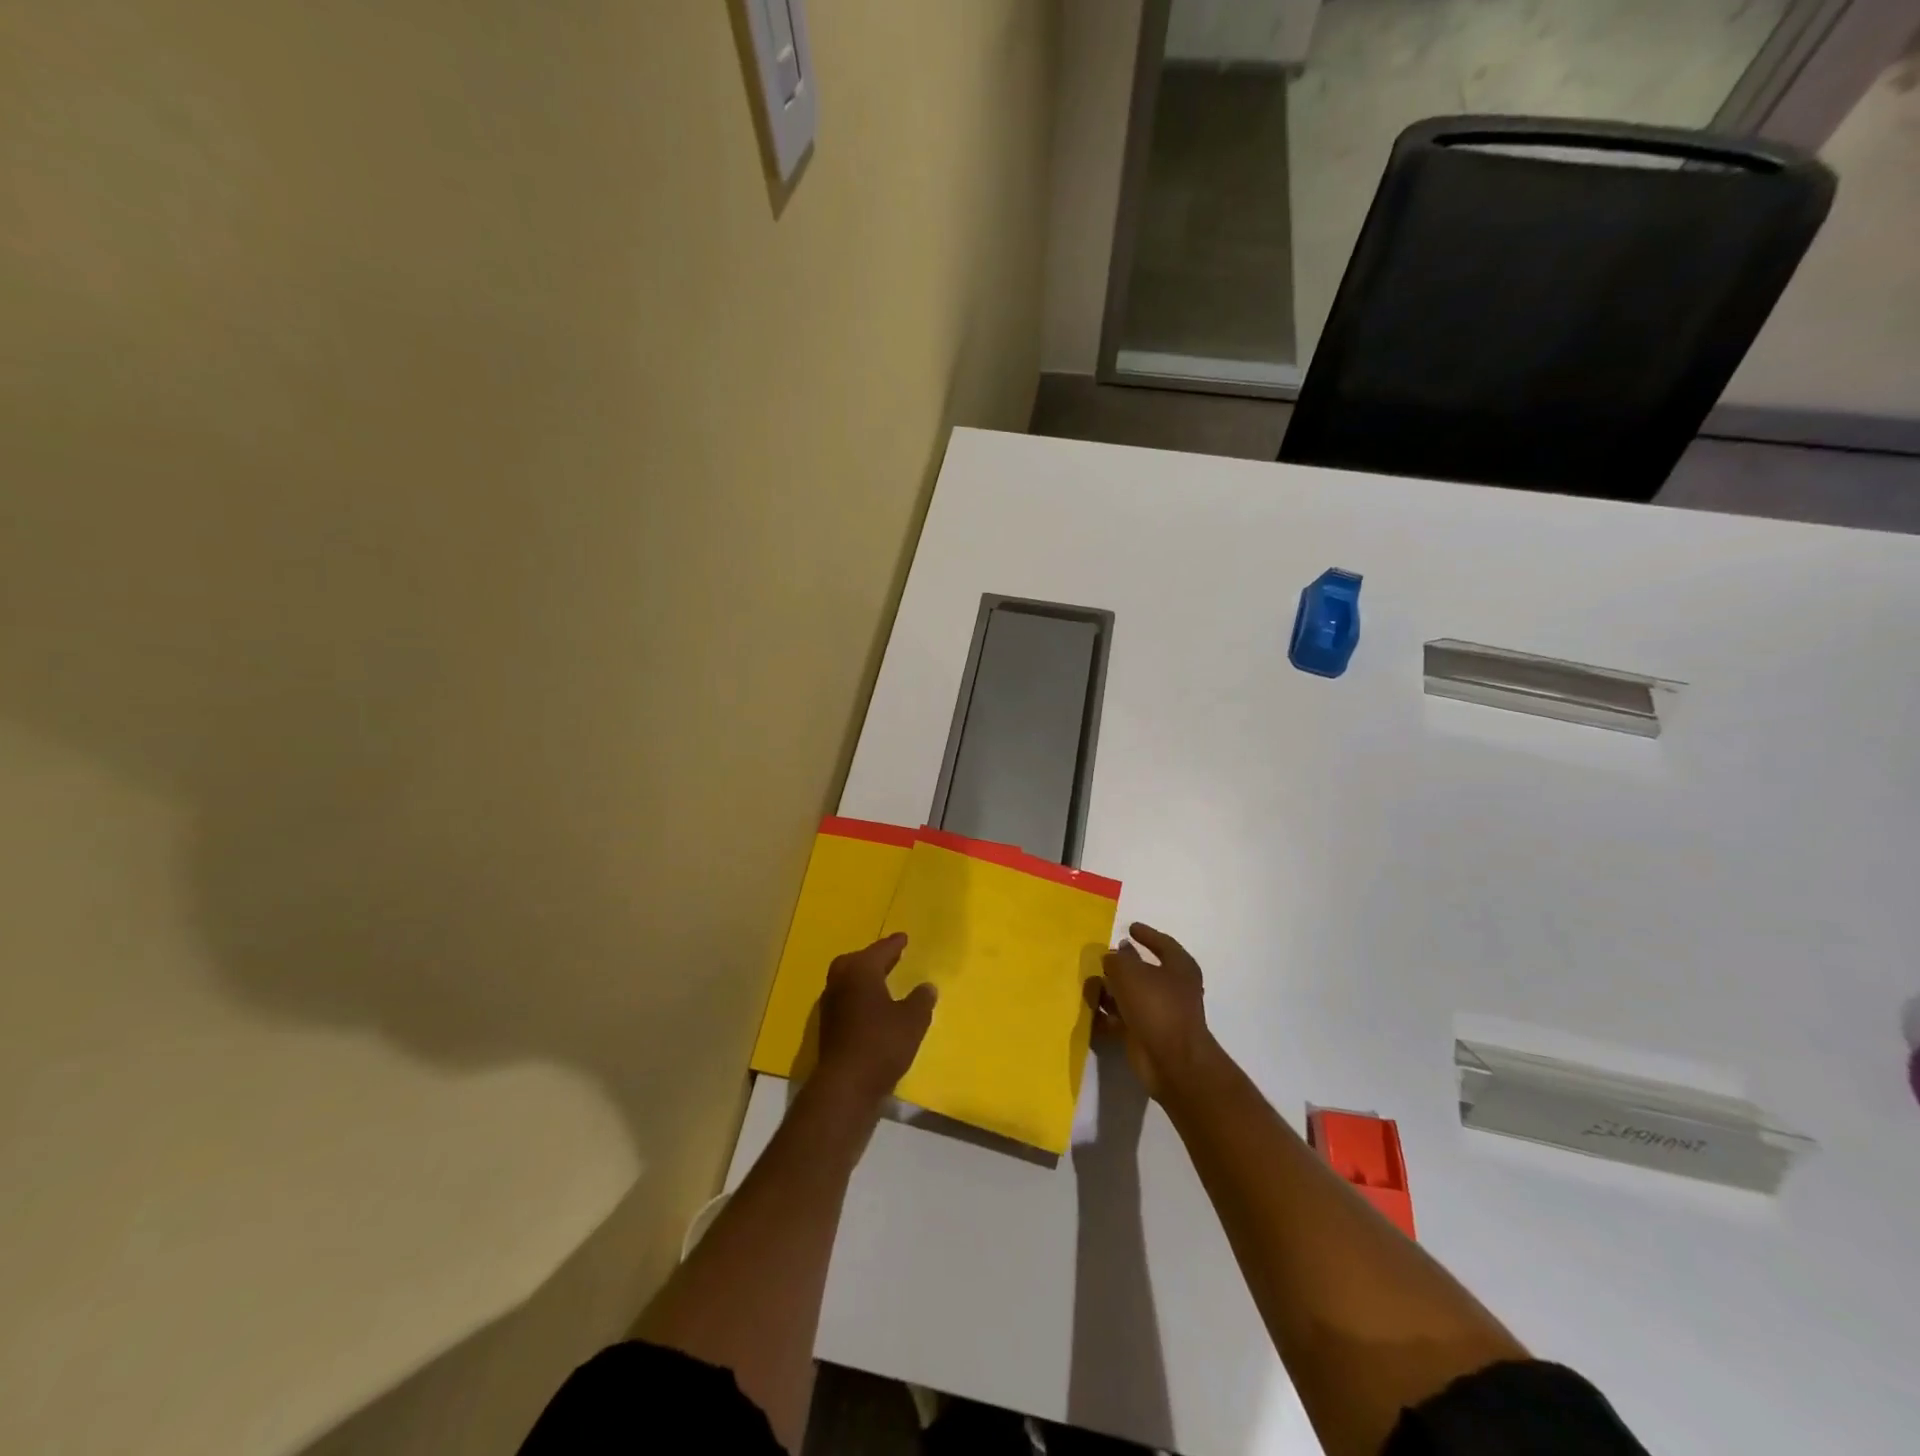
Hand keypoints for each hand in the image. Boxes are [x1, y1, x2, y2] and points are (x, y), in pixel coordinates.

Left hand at [812, 933, 936, 1104]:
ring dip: (864, 977)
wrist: (845, 1085)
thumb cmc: (881, 1044)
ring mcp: (830, 1004)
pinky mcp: (828, 1026)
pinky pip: (846, 999)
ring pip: (848, 980)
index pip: (880, 950)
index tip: (903, 938)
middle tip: (891, 957)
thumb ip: (921, 1000)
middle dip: (874, 958)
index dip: (894, 945)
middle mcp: (840, 981)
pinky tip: (872, 1008)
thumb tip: (927, 987)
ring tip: (882, 981)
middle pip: (857, 961)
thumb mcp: (912, 1021)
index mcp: (860, 971)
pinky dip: (859, 996)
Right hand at [1087, 922, 1218, 1100]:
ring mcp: (1161, 1013)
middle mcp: (1173, 988)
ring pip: (1131, 996)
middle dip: (1122, 966)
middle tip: (1101, 959)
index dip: (1146, 934)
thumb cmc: (1156, 1006)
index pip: (1162, 943)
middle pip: (1143, 971)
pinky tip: (1091, 1012)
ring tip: (1089, 986)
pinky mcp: (1147, 1035)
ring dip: (1110, 992)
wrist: (1171, 1060)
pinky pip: (1123, 1019)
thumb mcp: (1130, 973)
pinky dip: (1108, 1016)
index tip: (1130, 927)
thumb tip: (1115, 954)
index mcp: (1179, 967)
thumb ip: (1117, 959)